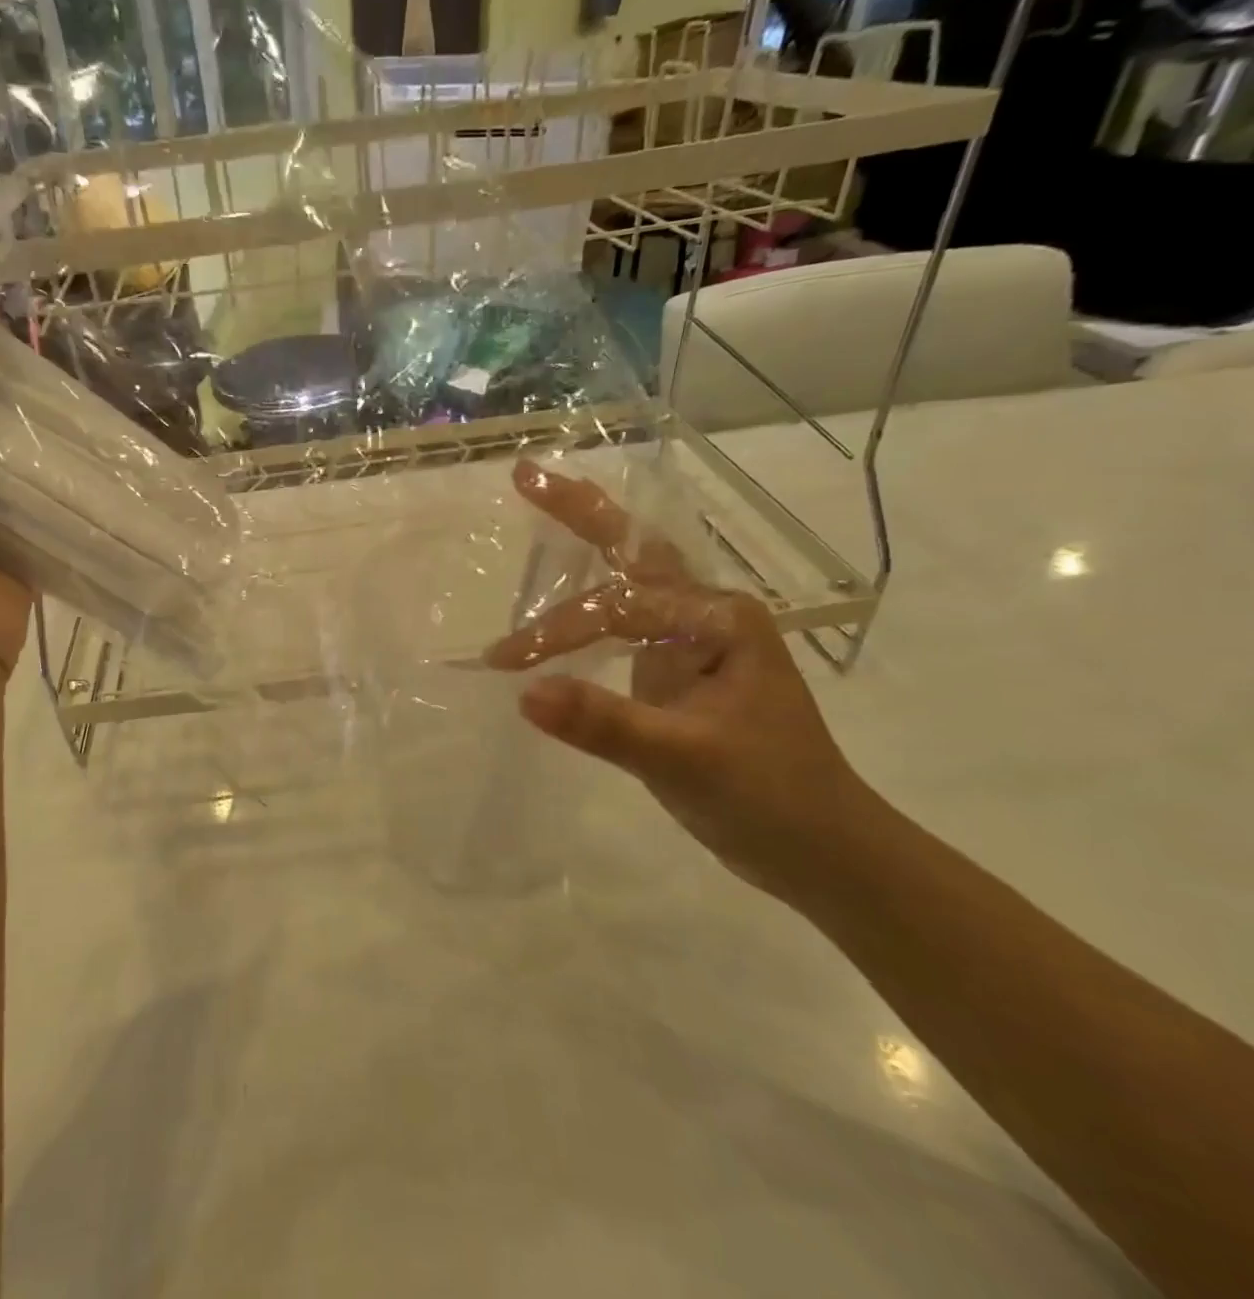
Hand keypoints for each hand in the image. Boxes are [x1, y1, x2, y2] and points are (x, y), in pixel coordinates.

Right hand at [485, 461, 872, 895]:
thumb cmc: (770, 797)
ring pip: (626, 583)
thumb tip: (523, 693)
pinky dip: (582, 612)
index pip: (617, 606)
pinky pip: (620, 627)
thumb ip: (604, 723)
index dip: (558, 629)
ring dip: (582, 548)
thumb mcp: (684, 760)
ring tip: (539, 510)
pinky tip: (555, 609)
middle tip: (527, 476)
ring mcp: (688, 643)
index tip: (505, 662)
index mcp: (718, 619)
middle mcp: (703, 616)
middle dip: (580, 511)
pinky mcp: (674, 672)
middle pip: (634, 551)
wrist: (823, 852)